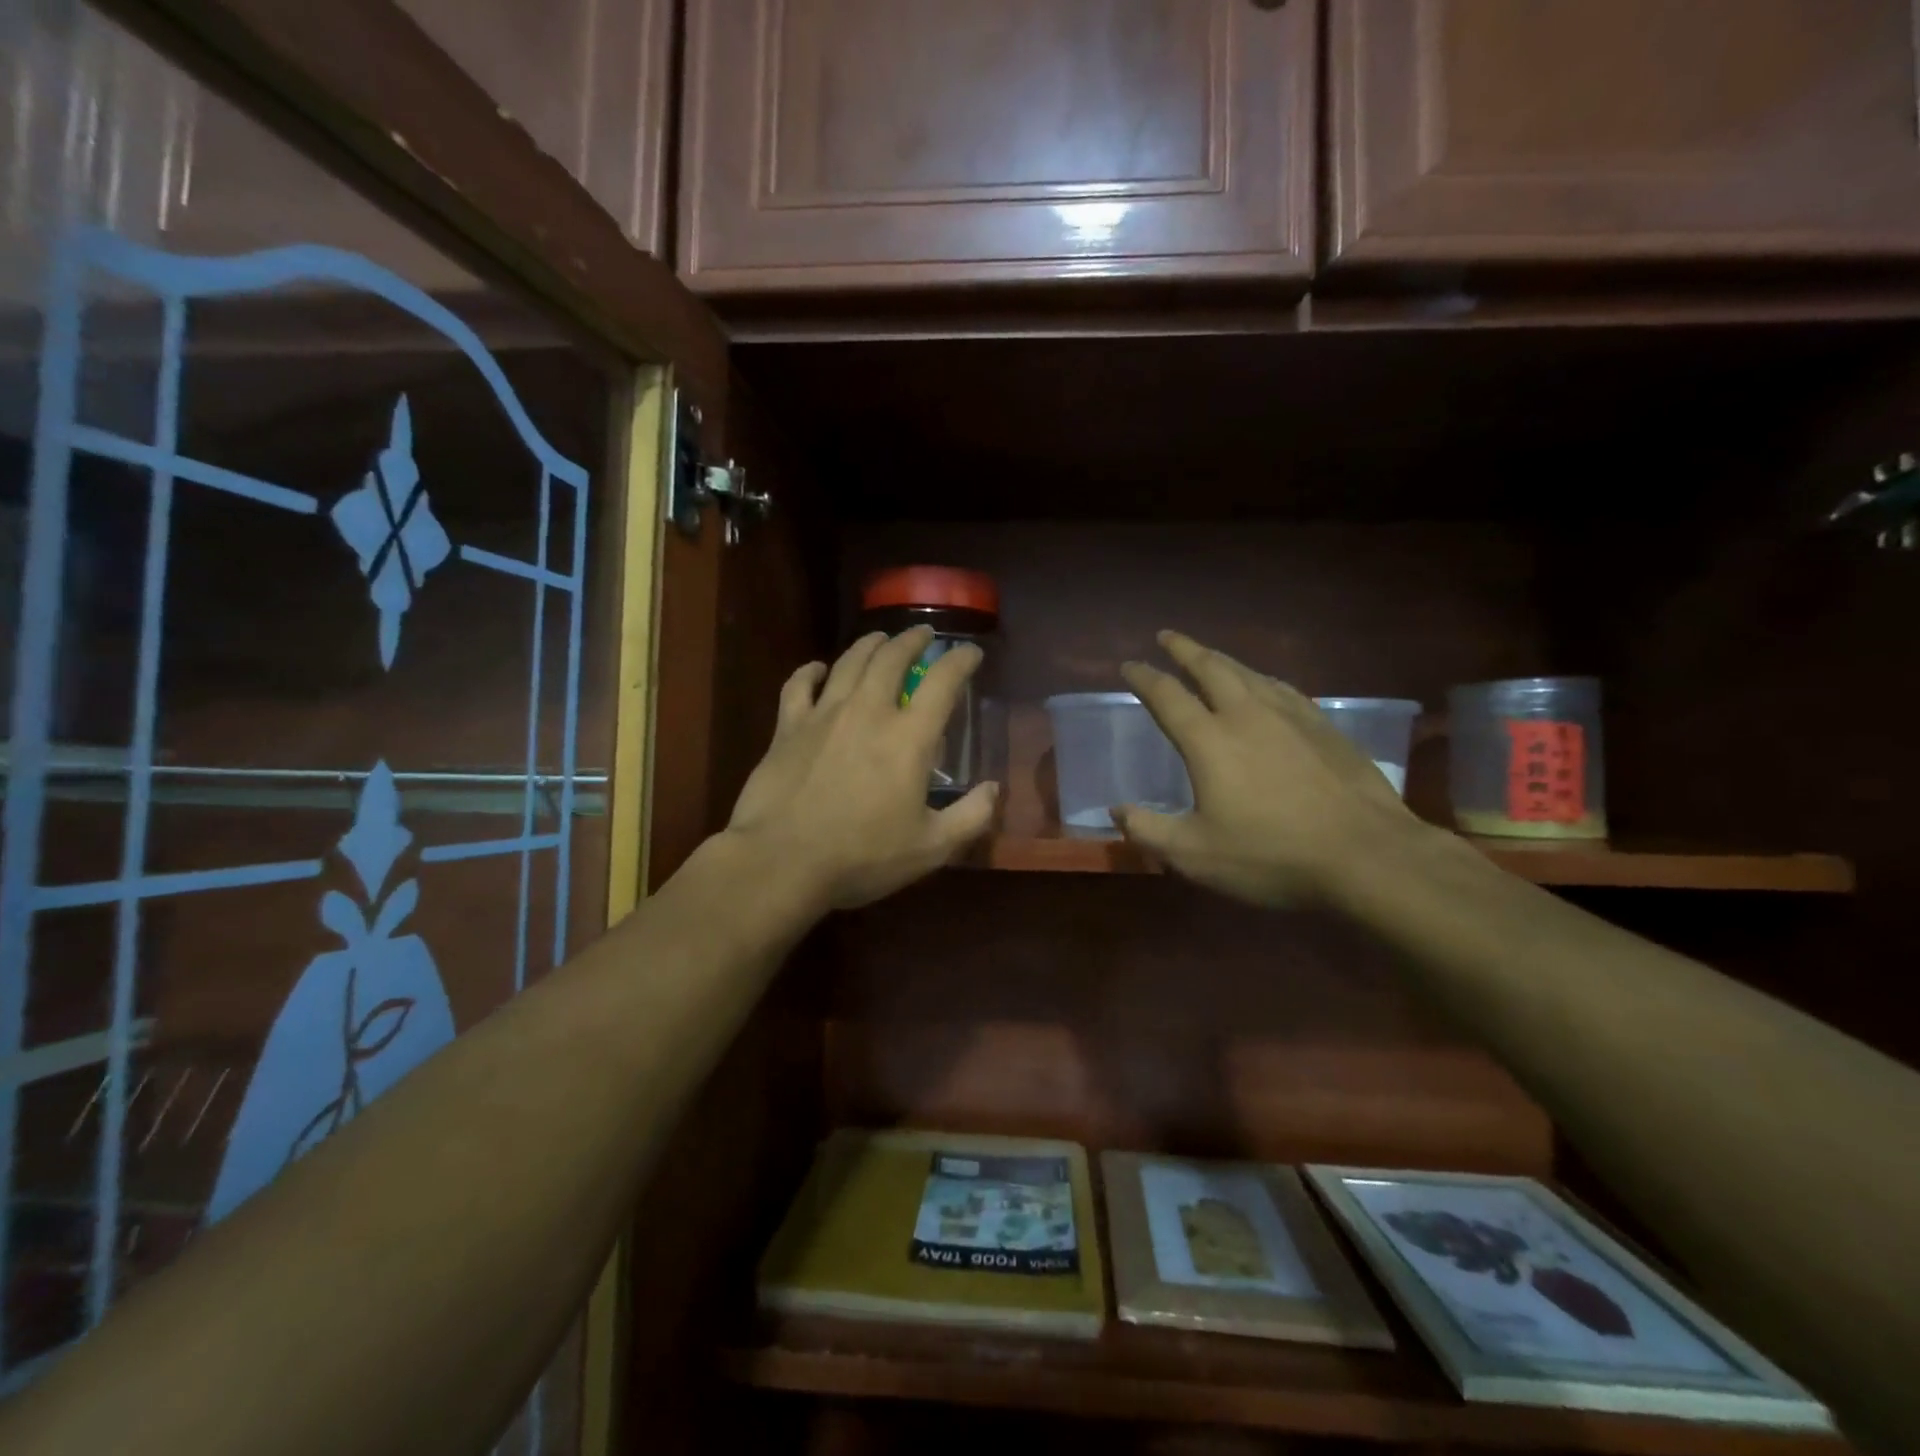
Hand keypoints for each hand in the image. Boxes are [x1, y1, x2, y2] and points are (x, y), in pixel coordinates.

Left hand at [724, 627, 998, 910]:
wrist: (781, 862)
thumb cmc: (862, 857)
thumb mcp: (930, 848)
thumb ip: (970, 817)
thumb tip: (994, 789)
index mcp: (908, 738)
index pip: (943, 683)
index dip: (961, 661)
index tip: (971, 652)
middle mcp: (868, 712)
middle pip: (891, 658)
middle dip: (911, 640)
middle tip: (922, 634)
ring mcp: (823, 715)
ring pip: (849, 662)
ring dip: (869, 645)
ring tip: (880, 639)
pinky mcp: (787, 727)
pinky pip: (798, 685)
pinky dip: (811, 671)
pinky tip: (818, 669)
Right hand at [1115, 631, 1428, 907]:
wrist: (1366, 854)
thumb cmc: (1271, 855)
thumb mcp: (1195, 855)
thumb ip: (1149, 831)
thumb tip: (1116, 812)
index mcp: (1209, 740)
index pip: (1167, 696)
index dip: (1144, 678)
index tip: (1128, 665)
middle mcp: (1247, 715)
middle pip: (1210, 668)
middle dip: (1184, 649)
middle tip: (1167, 636)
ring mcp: (1291, 717)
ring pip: (1249, 673)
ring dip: (1222, 659)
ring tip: (1209, 655)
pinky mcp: (1324, 728)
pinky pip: (1283, 688)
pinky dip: (1262, 679)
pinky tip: (1266, 686)